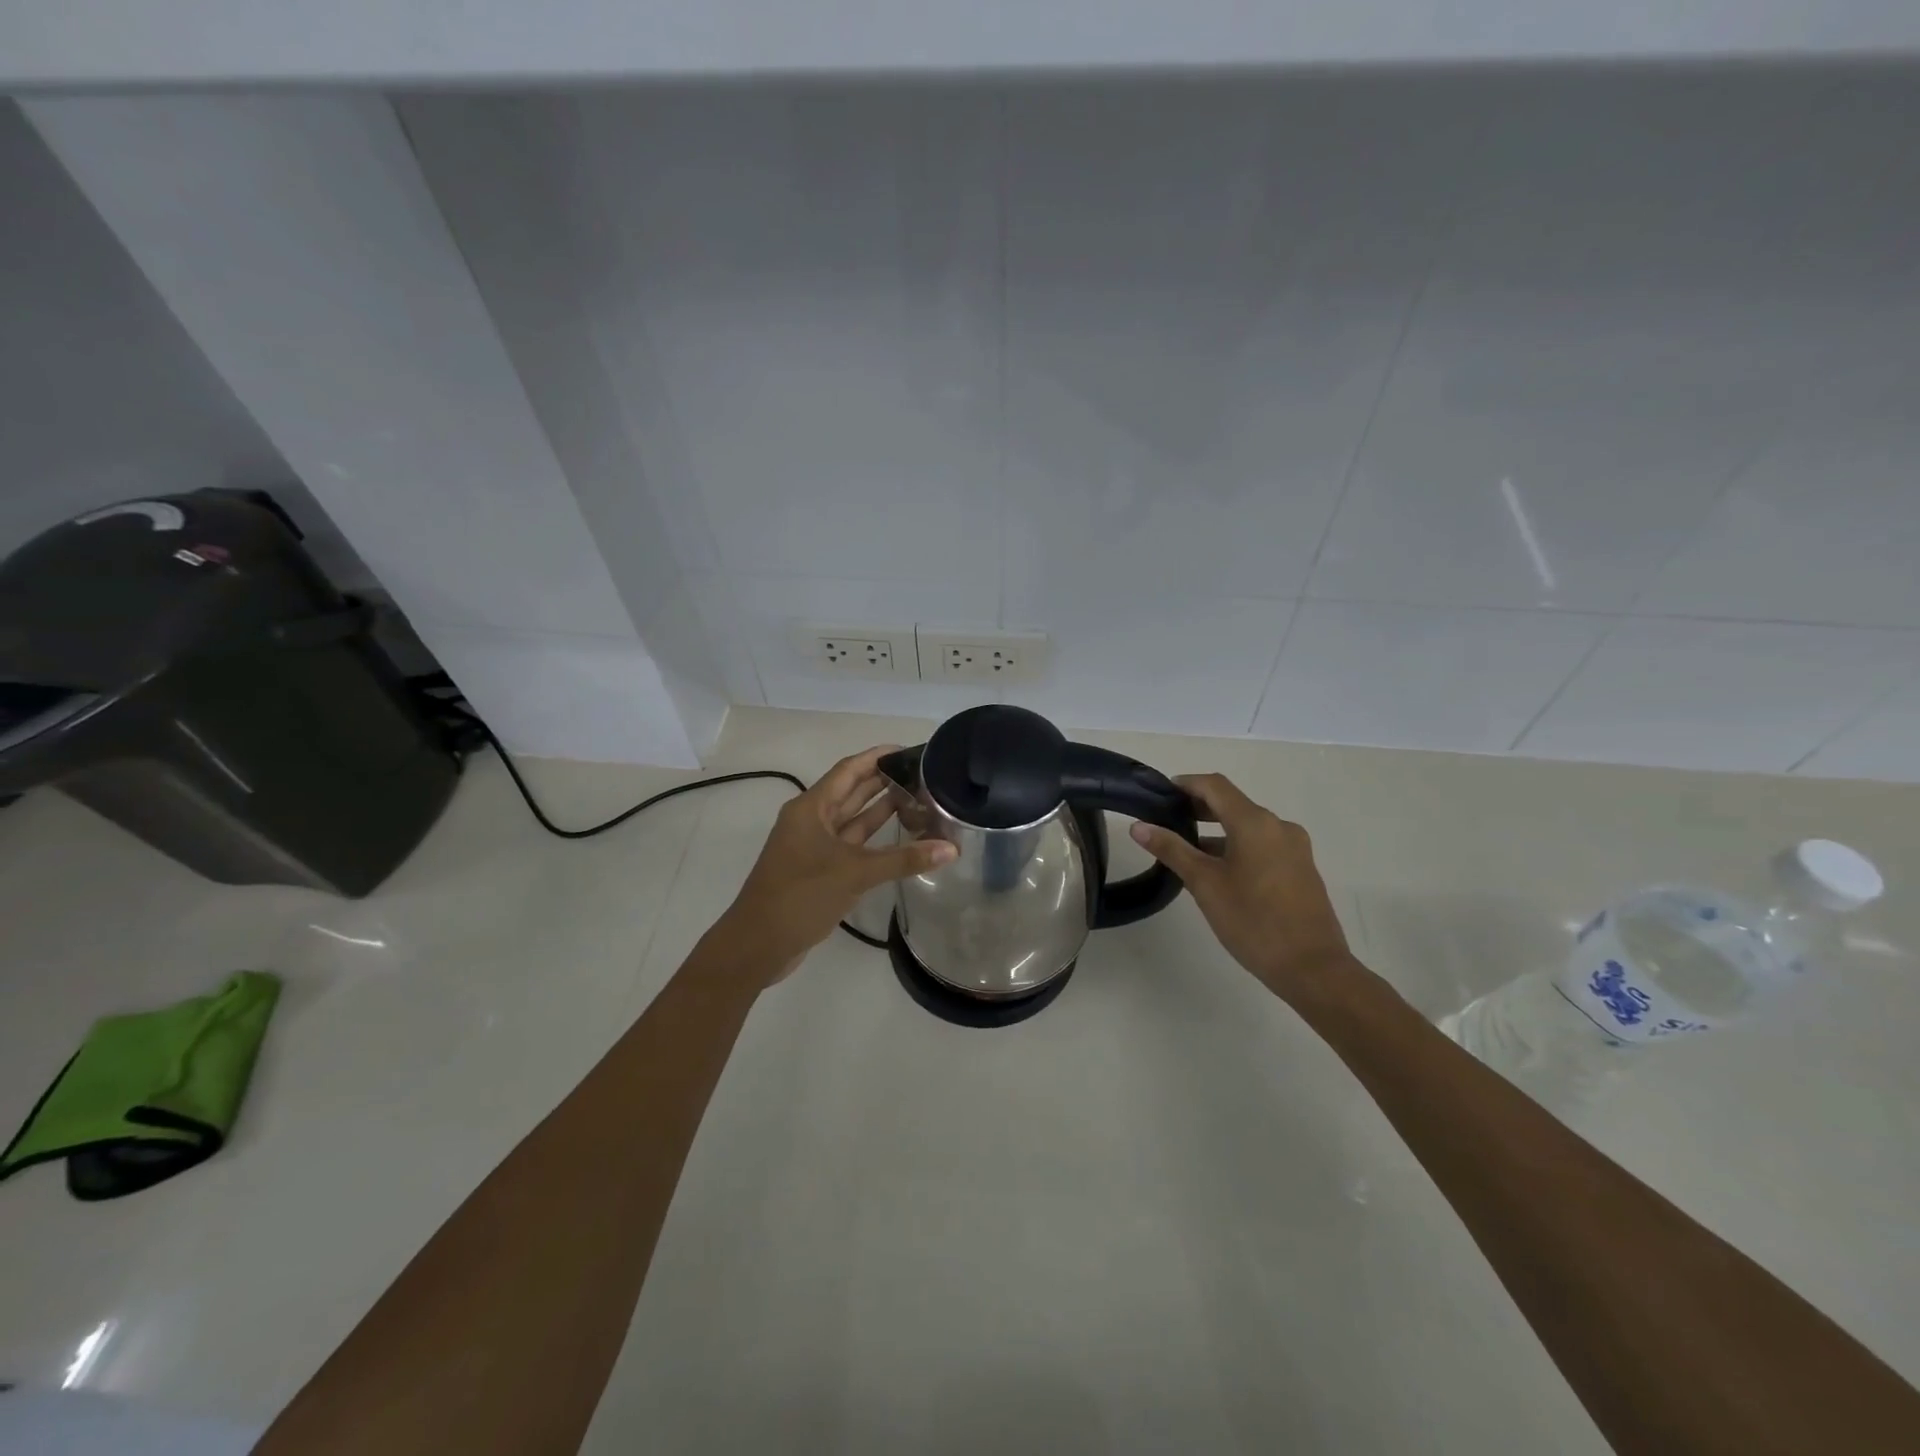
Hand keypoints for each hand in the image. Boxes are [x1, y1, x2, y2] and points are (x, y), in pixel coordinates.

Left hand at [710, 745, 956, 986]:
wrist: (758, 944)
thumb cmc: (801, 896)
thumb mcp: (854, 873)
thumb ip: (903, 860)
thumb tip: (951, 848)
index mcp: (811, 808)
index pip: (849, 770)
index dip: (877, 757)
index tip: (910, 750)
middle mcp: (812, 820)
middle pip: (852, 791)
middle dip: (885, 781)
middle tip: (924, 775)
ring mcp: (815, 846)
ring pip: (854, 820)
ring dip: (882, 810)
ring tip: (920, 799)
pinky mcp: (821, 870)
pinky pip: (853, 845)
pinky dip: (876, 841)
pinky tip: (903, 838)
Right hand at [1129, 773, 1358, 1003]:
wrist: (1313, 969)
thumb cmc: (1253, 921)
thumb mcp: (1205, 884)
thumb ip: (1172, 850)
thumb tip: (1139, 826)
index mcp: (1255, 823)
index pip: (1215, 786)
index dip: (1186, 784)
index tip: (1160, 794)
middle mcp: (1279, 826)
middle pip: (1233, 804)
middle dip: (1199, 808)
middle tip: (1166, 821)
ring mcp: (1294, 848)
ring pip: (1248, 827)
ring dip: (1217, 832)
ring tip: (1186, 851)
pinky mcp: (1301, 869)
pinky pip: (1262, 845)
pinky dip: (1236, 847)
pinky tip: (1218, 872)